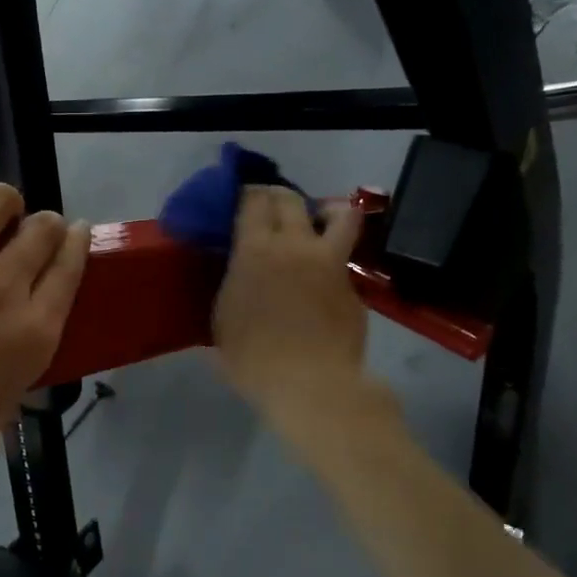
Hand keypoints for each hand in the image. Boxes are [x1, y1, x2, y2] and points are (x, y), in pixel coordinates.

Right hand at [213, 187, 367, 434]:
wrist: (311, 384)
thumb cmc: (253, 357)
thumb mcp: (223, 319)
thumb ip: (231, 287)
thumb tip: (237, 277)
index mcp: (256, 250)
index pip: (252, 199)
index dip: (246, 193)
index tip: (239, 199)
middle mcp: (295, 245)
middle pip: (290, 199)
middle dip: (276, 196)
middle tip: (268, 207)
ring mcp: (330, 262)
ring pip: (340, 214)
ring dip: (325, 210)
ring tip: (316, 222)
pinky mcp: (353, 285)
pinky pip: (343, 257)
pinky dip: (332, 258)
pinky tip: (321, 279)